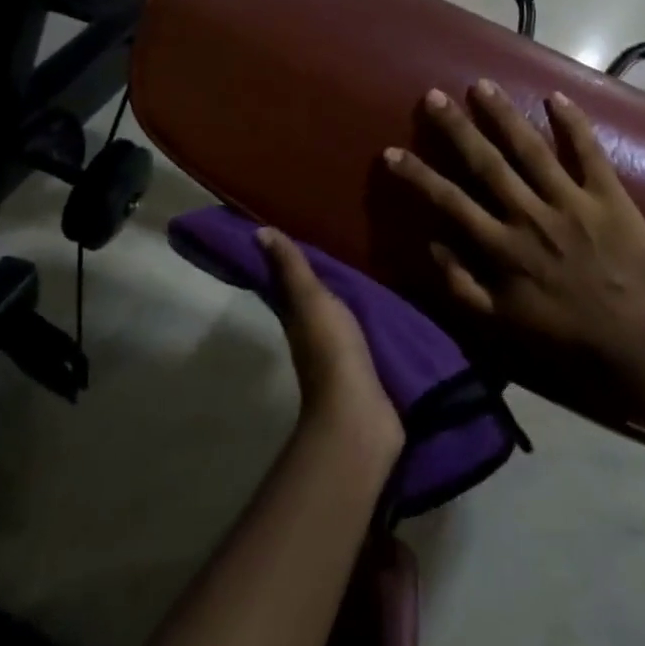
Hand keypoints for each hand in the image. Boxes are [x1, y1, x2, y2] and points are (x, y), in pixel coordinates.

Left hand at [257, 228, 403, 461]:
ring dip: (346, 302)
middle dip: (322, 280)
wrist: (360, 413)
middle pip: (312, 303)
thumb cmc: (331, 350)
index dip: (289, 263)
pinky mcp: (364, 370)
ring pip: (338, 319)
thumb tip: (259, 232)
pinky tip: (385, 310)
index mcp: (296, 319)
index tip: (296, 234)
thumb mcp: (310, 301)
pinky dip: (367, 322)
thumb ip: (291, 269)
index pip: (287, 285)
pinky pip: (363, 337)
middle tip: (340, 248)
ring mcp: (338, 356)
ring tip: (368, 274)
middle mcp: (312, 336)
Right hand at [384, 81, 644, 368]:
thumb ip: (462, 285)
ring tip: (482, 85)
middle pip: (487, 163)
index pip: (450, 202)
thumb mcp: (502, 323)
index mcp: (502, 247)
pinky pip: (589, 153)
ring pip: (531, 149)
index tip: (391, 152)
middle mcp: (530, 215)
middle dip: (457, 128)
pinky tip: (557, 96)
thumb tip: (432, 244)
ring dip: (504, 115)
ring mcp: (571, 202)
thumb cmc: (565, 334)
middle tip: (434, 96)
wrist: (636, 342)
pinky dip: (574, 124)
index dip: (418, 176)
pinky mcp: (609, 196)